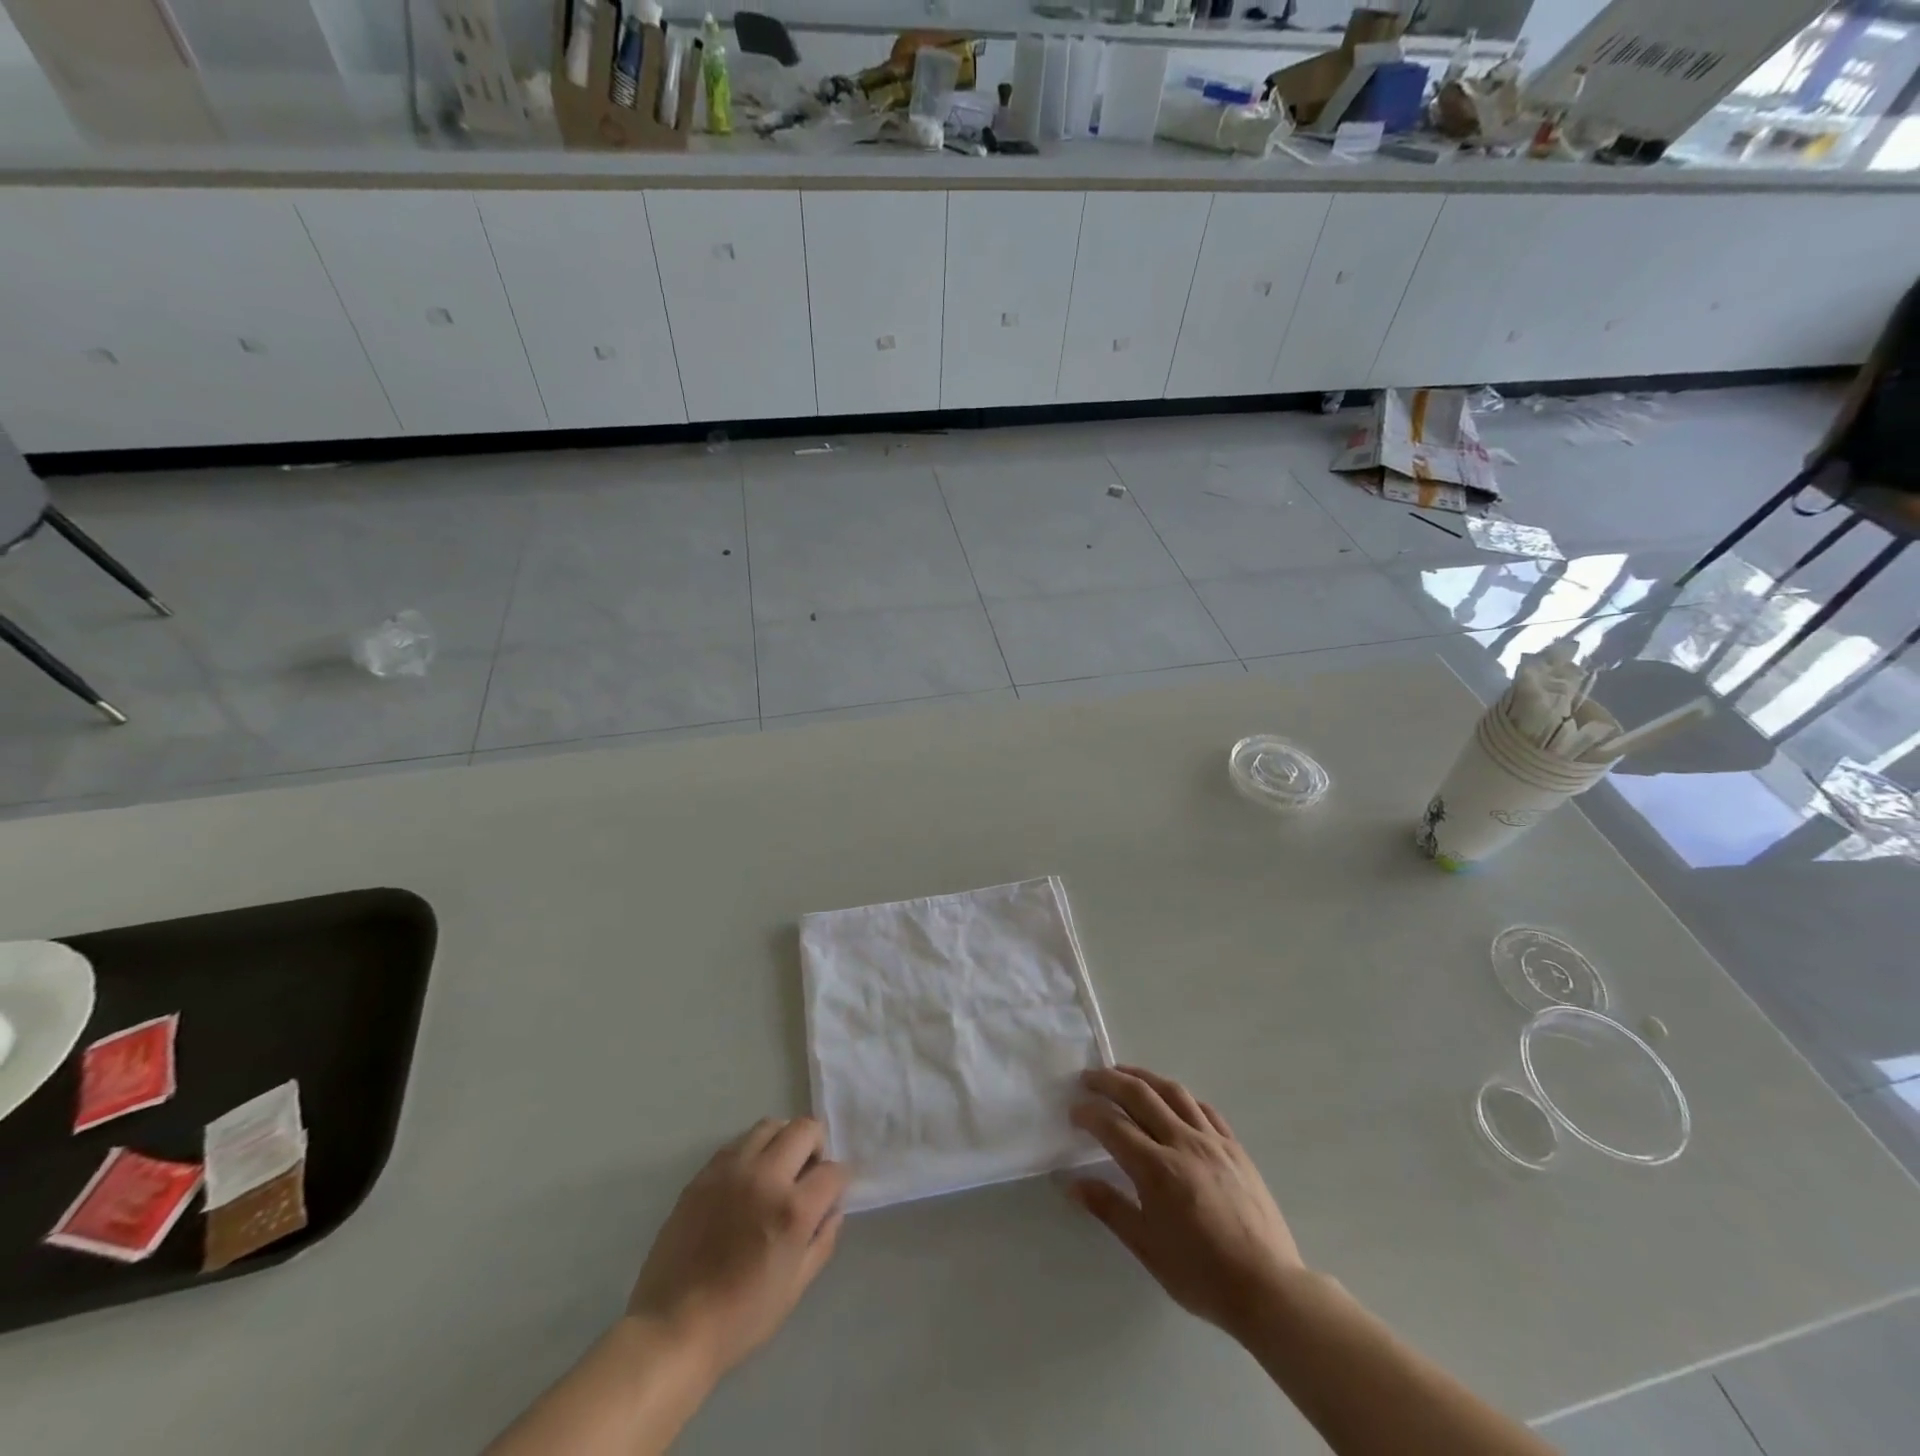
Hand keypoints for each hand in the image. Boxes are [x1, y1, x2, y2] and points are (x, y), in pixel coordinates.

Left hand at [627, 1117, 847, 1379]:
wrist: (672, 1330)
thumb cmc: (740, 1319)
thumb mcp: (795, 1287)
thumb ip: (822, 1240)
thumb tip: (833, 1209)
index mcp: (792, 1210)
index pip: (833, 1171)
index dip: (839, 1181)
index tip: (832, 1194)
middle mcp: (765, 1177)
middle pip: (805, 1129)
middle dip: (817, 1147)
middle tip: (807, 1175)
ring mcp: (731, 1171)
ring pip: (770, 1125)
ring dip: (783, 1141)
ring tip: (777, 1171)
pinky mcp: (704, 1174)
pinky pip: (738, 1143)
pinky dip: (752, 1151)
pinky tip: (747, 1180)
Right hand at [1069, 1066, 1304, 1338]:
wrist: (1269, 1288)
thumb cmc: (1201, 1275)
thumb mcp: (1147, 1249)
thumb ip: (1109, 1208)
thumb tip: (1072, 1184)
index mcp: (1157, 1170)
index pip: (1113, 1125)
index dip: (1089, 1113)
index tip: (1073, 1110)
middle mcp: (1183, 1143)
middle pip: (1140, 1095)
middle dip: (1109, 1081)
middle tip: (1089, 1077)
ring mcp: (1212, 1141)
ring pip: (1173, 1091)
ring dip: (1143, 1076)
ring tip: (1124, 1074)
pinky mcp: (1235, 1147)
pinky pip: (1204, 1108)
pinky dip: (1180, 1096)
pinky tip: (1172, 1100)